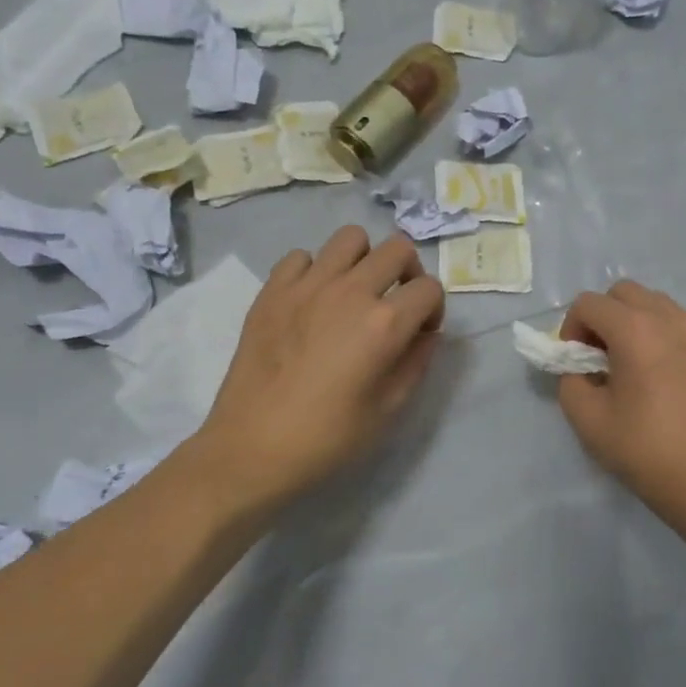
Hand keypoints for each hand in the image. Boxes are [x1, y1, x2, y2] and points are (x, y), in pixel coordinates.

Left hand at [194, 227, 444, 511]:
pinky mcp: (272, 290)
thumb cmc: (328, 437)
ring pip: (350, 238)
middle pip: (397, 249)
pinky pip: (302, 256)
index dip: (434, 309)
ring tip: (354, 291)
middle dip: (408, 273)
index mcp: (384, 323)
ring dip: (363, 260)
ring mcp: (307, 285)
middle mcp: (350, 291)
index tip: (421, 333)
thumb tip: (424, 333)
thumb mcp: (390, 408)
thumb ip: (417, 361)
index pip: (430, 288)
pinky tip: (312, 301)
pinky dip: (315, 271)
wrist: (252, 448)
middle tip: (395, 303)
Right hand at [556, 282, 685, 526]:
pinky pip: (673, 320)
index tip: (574, 362)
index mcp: (637, 329)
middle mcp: (669, 317)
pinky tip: (653, 372)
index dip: (571, 328)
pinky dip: (654, 330)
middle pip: (622, 292)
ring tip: (626, 363)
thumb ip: (570, 381)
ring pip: (651, 302)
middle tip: (596, 357)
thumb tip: (578, 367)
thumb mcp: (589, 420)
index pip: (589, 303)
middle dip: (600, 317)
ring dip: (629, 320)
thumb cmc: (646, 451)